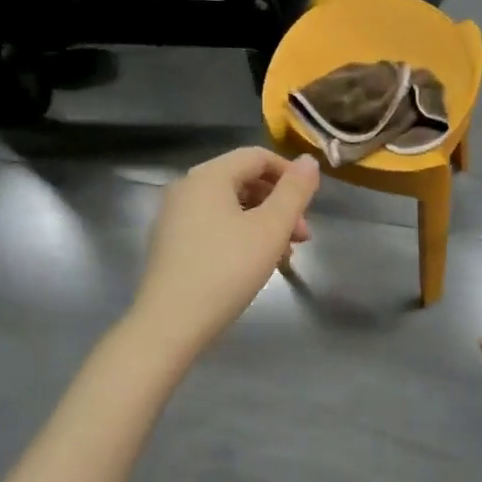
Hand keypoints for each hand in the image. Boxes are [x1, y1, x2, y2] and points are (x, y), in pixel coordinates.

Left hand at [131, 147, 320, 352]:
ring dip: (264, 223)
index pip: (257, 157)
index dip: (290, 174)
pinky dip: (241, 235)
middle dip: (279, 204)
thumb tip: (309, 160)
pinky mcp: (171, 243)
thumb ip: (294, 192)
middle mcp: (187, 188)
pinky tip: (256, 265)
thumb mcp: (270, 229)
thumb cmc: (226, 270)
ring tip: (284, 256)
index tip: (311, 204)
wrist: (170, 324)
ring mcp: (175, 216)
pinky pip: (214, 225)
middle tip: (303, 236)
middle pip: (244, 180)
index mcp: (209, 176)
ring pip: (231, 206)